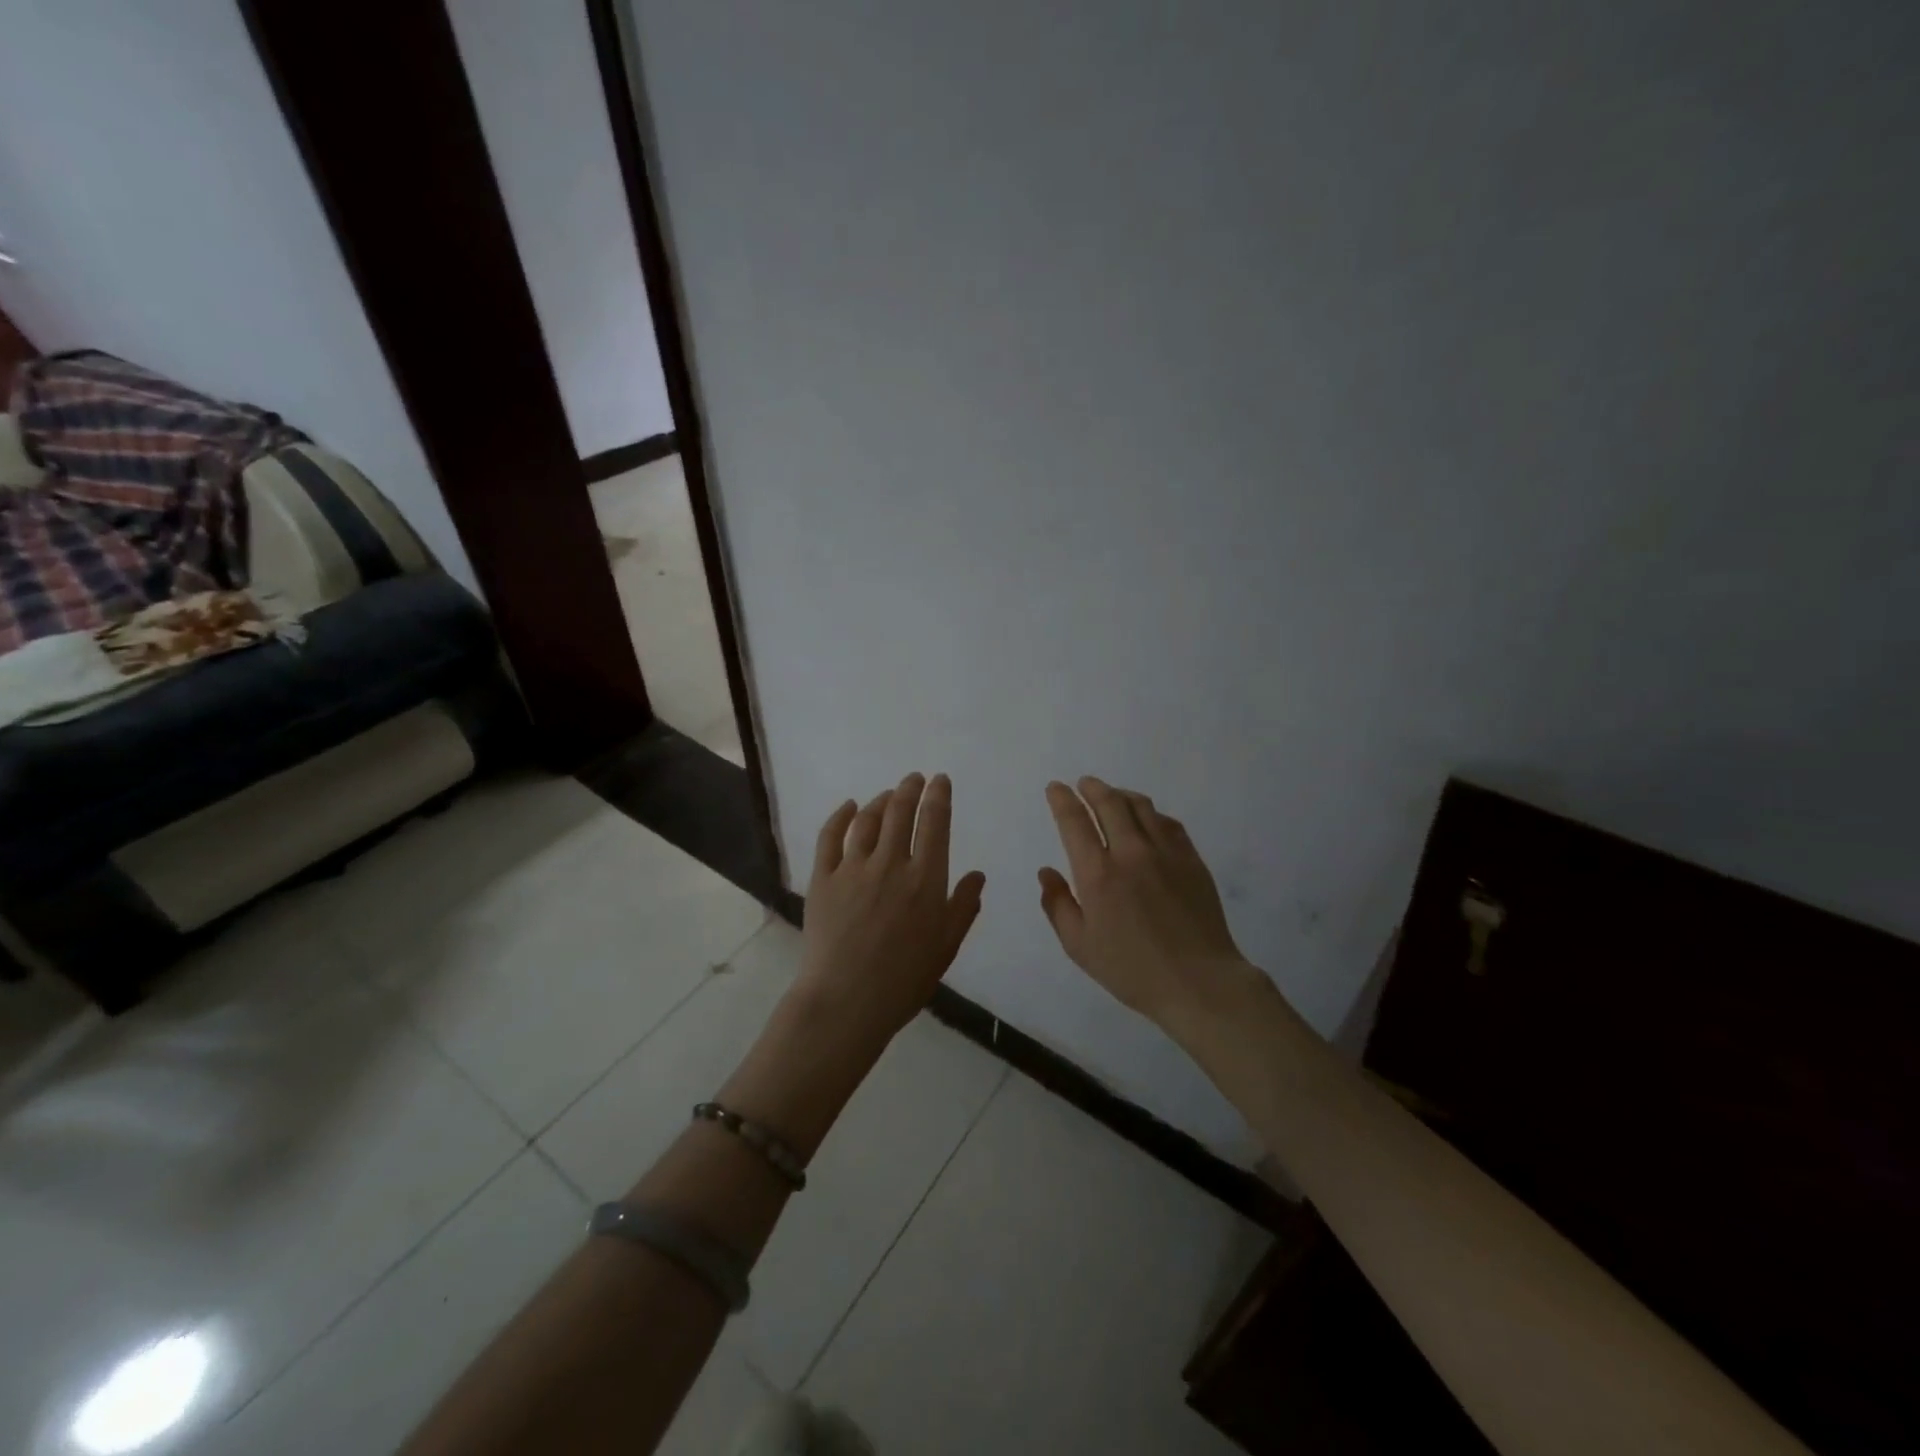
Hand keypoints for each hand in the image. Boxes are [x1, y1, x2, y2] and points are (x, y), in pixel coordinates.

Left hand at [790, 772, 986, 1055]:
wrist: (846, 1001)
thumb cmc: (904, 979)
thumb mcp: (946, 946)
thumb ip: (963, 906)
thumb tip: (978, 874)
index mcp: (925, 879)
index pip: (934, 823)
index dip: (938, 796)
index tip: (940, 780)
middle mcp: (890, 864)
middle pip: (900, 812)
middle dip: (910, 789)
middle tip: (914, 778)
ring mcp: (852, 869)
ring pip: (867, 820)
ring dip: (880, 800)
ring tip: (888, 794)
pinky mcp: (822, 879)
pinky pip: (830, 837)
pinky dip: (841, 816)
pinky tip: (848, 806)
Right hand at [1039, 776, 1259, 1027]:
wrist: (1198, 982)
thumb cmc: (1131, 970)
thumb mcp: (1079, 946)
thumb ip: (1058, 905)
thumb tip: (1046, 872)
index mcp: (1098, 874)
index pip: (1074, 822)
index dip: (1062, 800)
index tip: (1055, 788)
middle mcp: (1131, 853)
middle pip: (1109, 803)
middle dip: (1092, 788)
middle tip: (1083, 784)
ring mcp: (1166, 853)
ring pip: (1141, 807)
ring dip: (1122, 795)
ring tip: (1113, 795)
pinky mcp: (1192, 860)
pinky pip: (1169, 823)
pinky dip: (1152, 814)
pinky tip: (1149, 820)